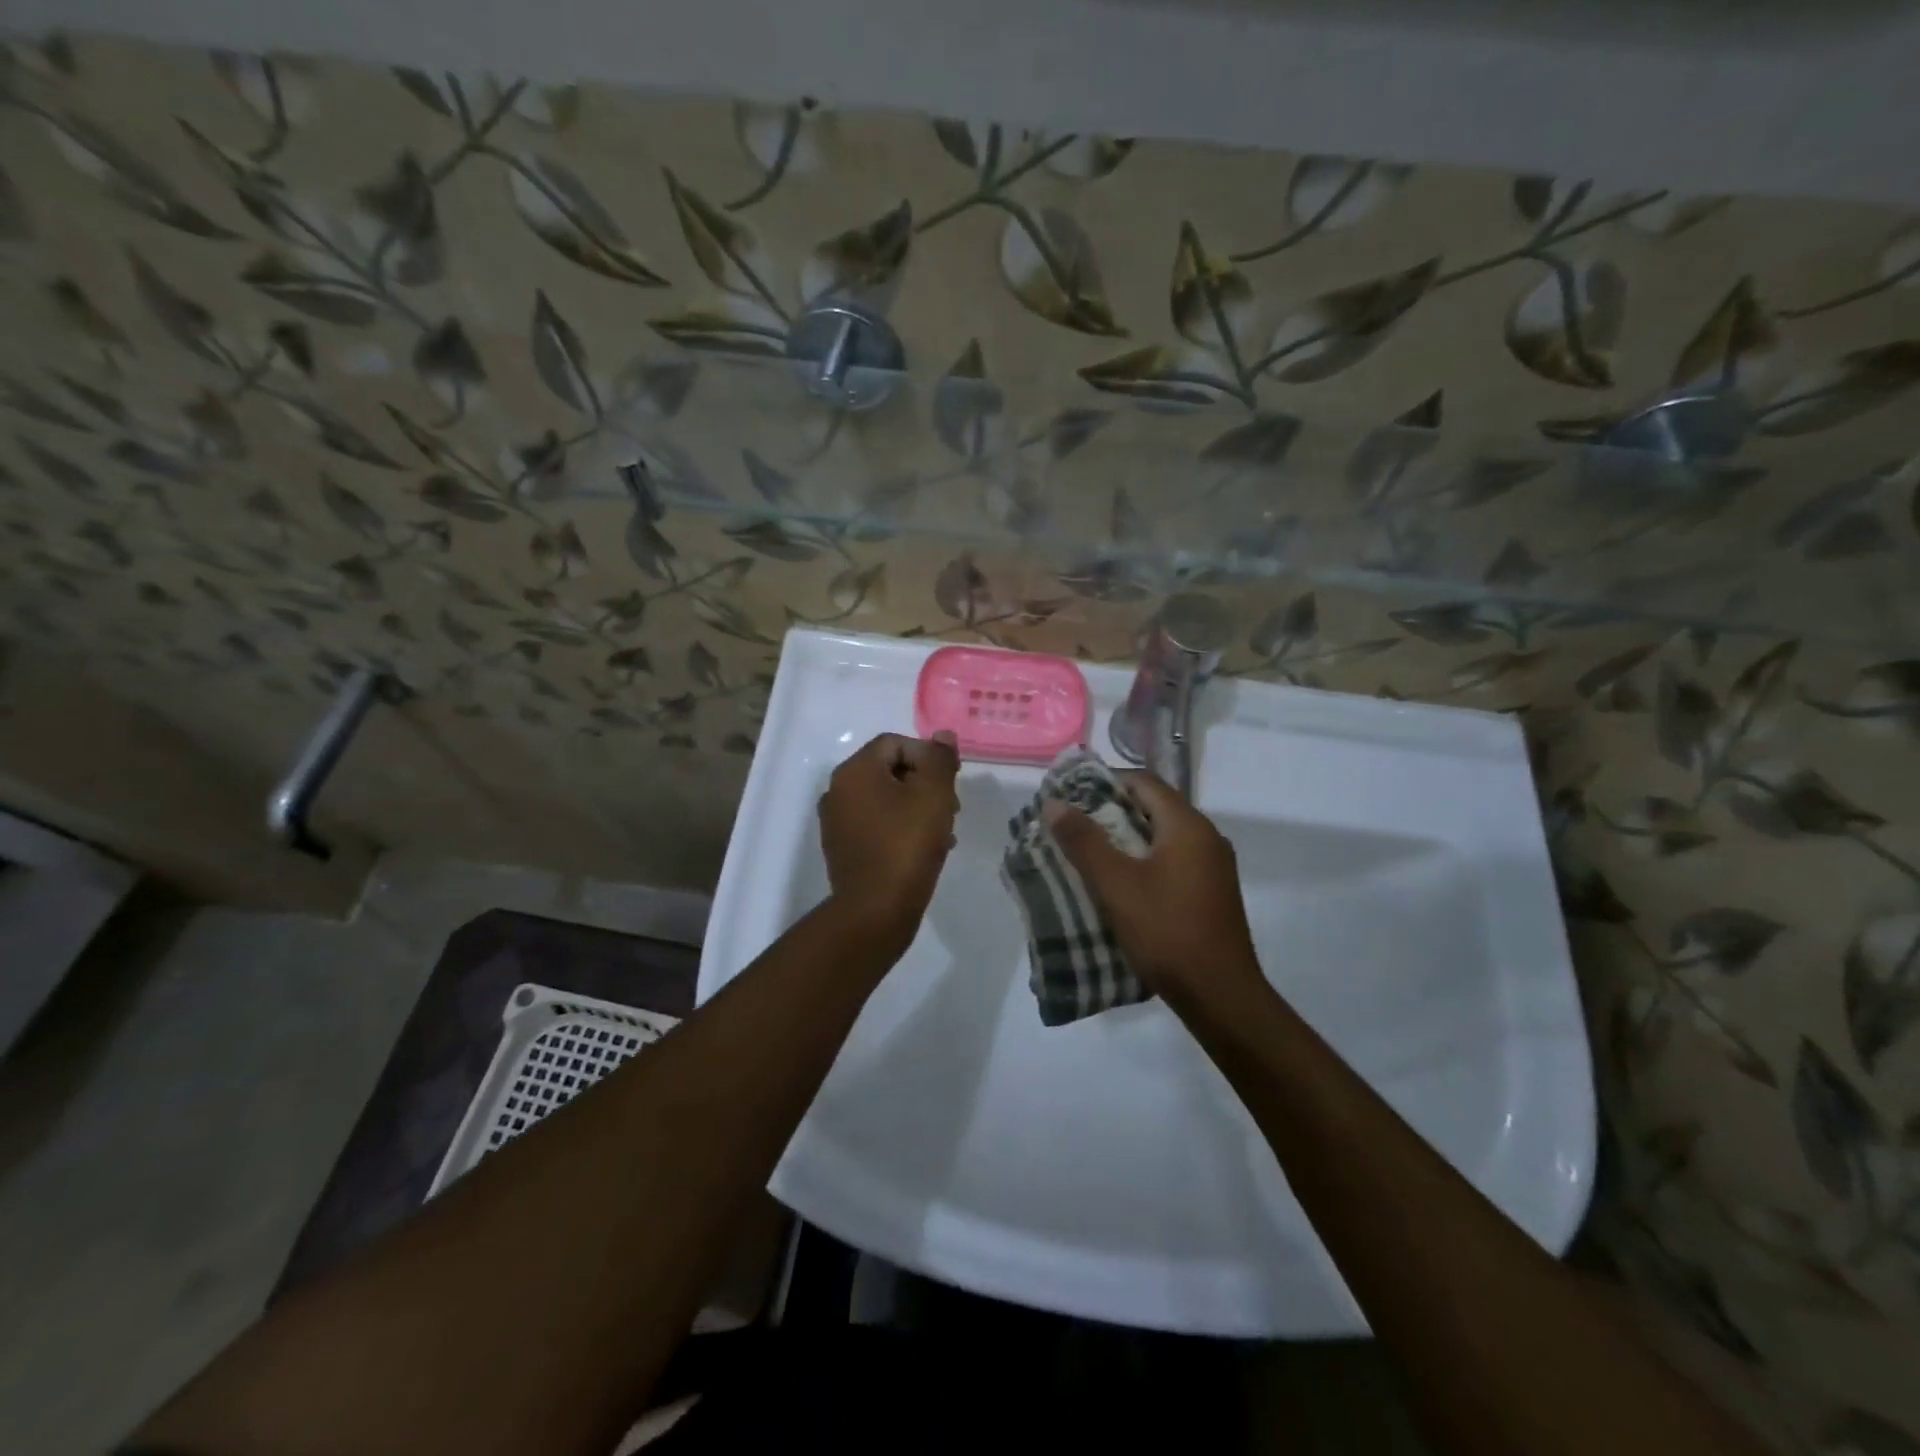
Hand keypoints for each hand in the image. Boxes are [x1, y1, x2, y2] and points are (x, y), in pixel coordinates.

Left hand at [818, 731, 960, 947]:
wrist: (876, 910)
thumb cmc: (907, 845)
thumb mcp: (934, 794)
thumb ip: (939, 759)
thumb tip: (942, 736)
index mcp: (854, 771)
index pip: (895, 743)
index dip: (928, 756)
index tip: (951, 781)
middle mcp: (837, 791)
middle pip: (889, 770)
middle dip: (924, 783)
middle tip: (951, 807)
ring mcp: (836, 822)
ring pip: (885, 800)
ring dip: (916, 807)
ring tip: (943, 832)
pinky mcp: (842, 849)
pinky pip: (876, 825)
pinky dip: (900, 828)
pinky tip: (924, 850)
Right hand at [1043, 771, 1263, 1008]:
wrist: (1220, 996)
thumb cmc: (1166, 931)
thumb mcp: (1115, 884)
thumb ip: (1083, 841)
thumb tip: (1055, 803)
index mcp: (1188, 826)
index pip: (1144, 782)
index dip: (1105, 782)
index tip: (1071, 796)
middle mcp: (1207, 838)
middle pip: (1154, 808)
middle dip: (1111, 812)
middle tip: (1072, 825)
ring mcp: (1213, 867)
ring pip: (1162, 837)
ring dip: (1126, 839)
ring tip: (1088, 854)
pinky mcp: (1212, 893)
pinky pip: (1173, 861)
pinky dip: (1143, 862)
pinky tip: (1119, 884)